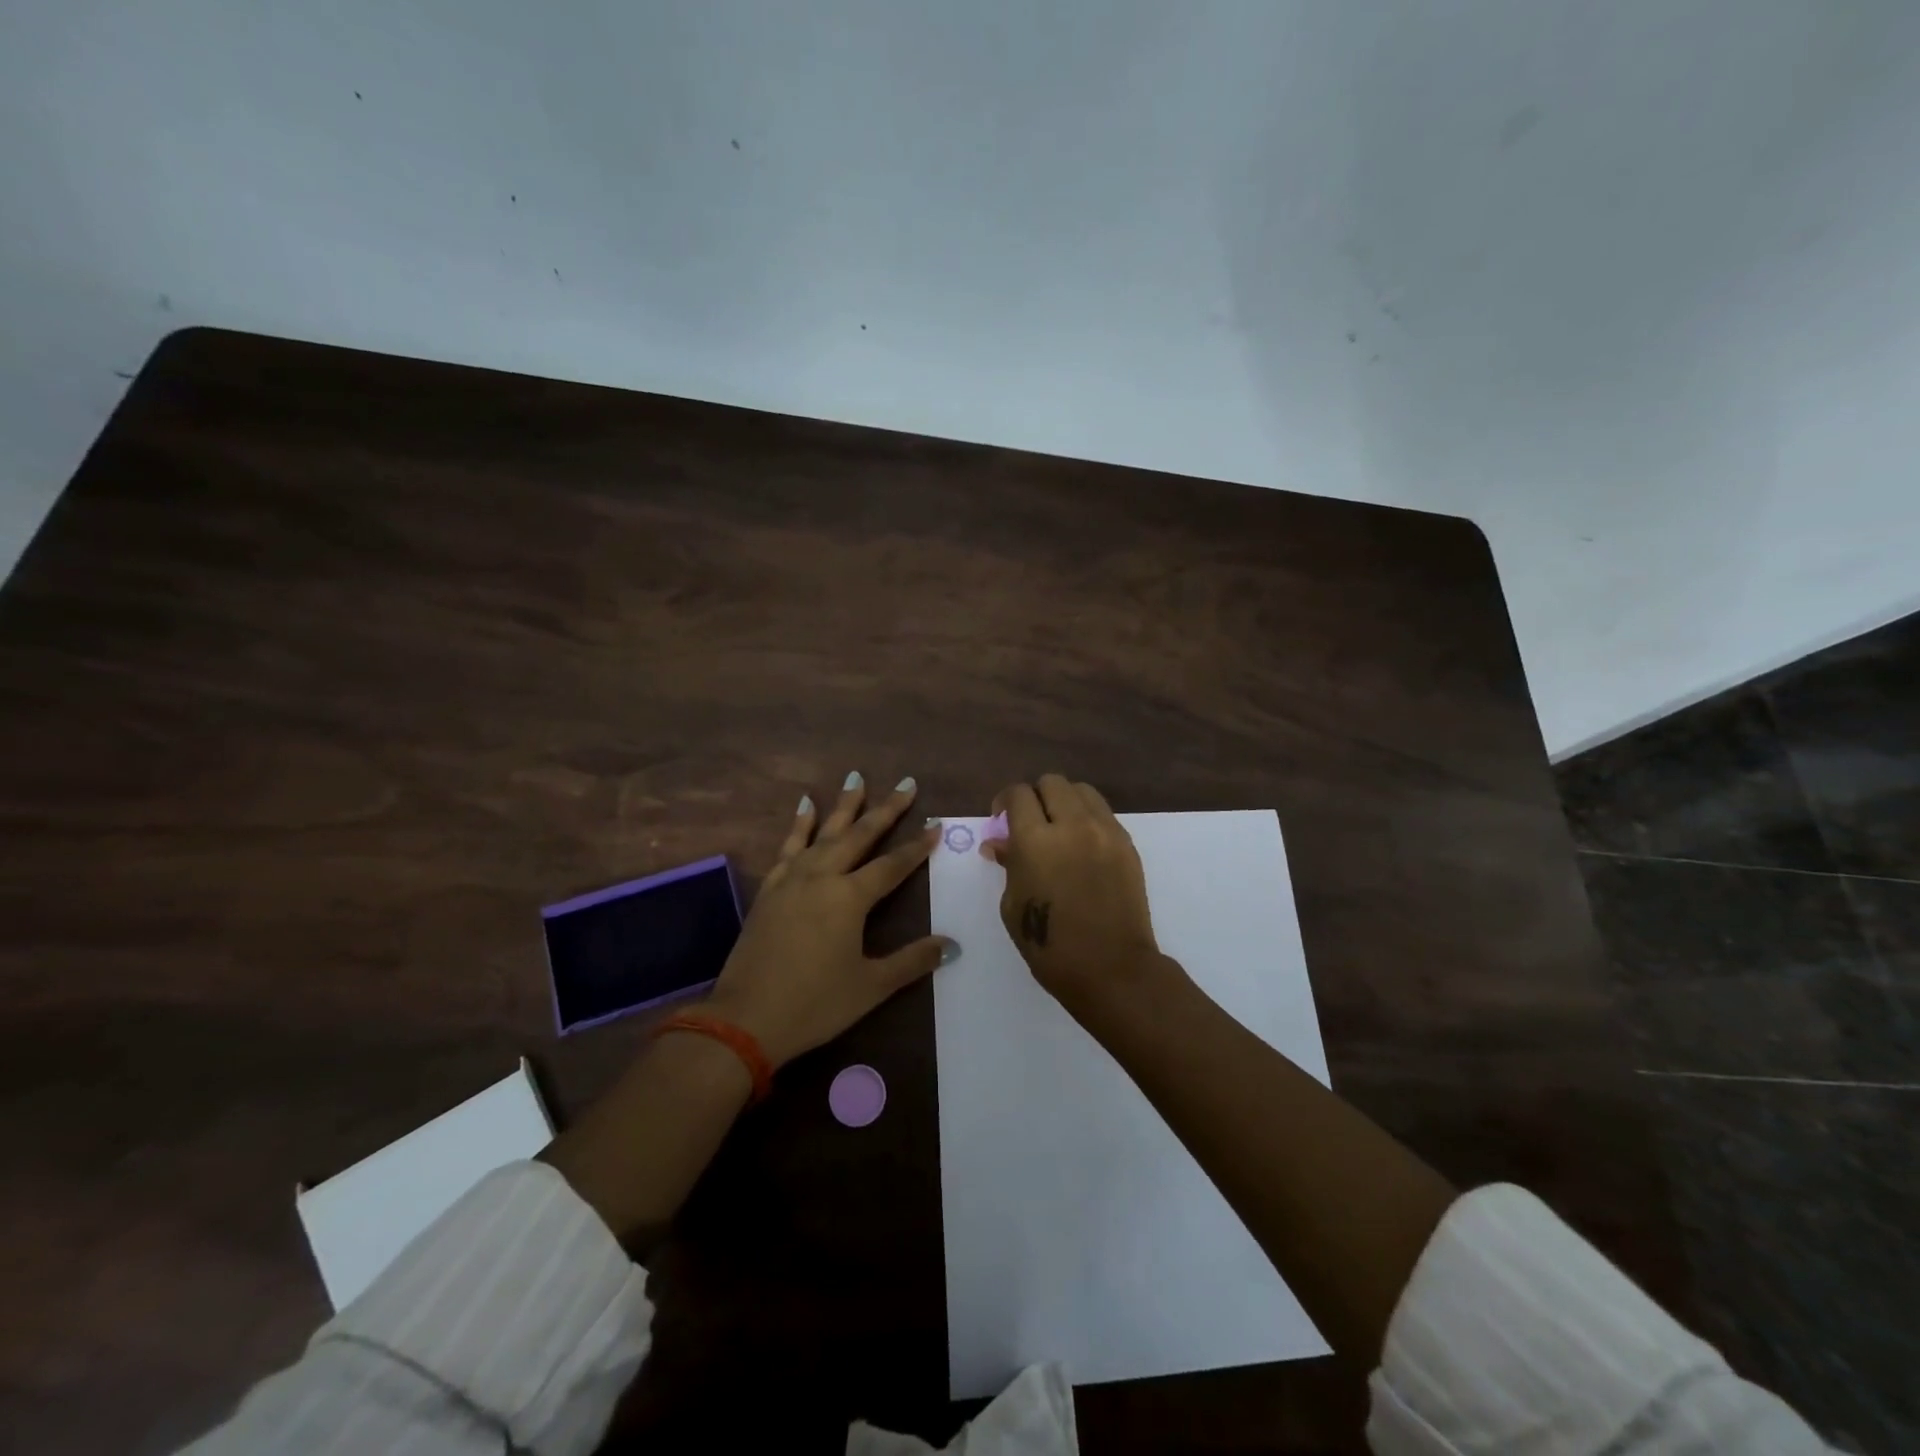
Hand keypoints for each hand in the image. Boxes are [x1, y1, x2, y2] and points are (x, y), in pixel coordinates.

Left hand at [702, 773, 953, 1067]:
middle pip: (859, 835)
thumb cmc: (814, 1003)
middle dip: (885, 809)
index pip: (892, 865)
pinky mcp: (770, 888)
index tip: (936, 824)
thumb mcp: (871, 986)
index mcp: (850, 898)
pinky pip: (788, 846)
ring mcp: (792, 879)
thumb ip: (912, 961)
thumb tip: (952, 946)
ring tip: (855, 778)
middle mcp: (822, 877)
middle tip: (905, 783)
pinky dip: (799, 824)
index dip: (917, 846)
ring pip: (823, 832)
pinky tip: (805, 806)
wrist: (745, 1019)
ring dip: (842, 805)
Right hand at [983, 774, 1161, 1016]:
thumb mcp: (1013, 906)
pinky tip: (1082, 846)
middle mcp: (1072, 824)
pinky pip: (1103, 813)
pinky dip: (1087, 818)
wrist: (1111, 968)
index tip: (1001, 819)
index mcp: (1036, 840)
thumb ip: (1008, 864)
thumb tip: (999, 843)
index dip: (1005, 801)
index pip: (1018, 794)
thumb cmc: (1050, 945)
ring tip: (1059, 829)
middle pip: (1052, 782)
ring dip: (1064, 801)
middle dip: (1035, 796)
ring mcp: (1105, 831)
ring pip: (1081, 791)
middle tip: (1030, 822)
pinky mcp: (1127, 844)